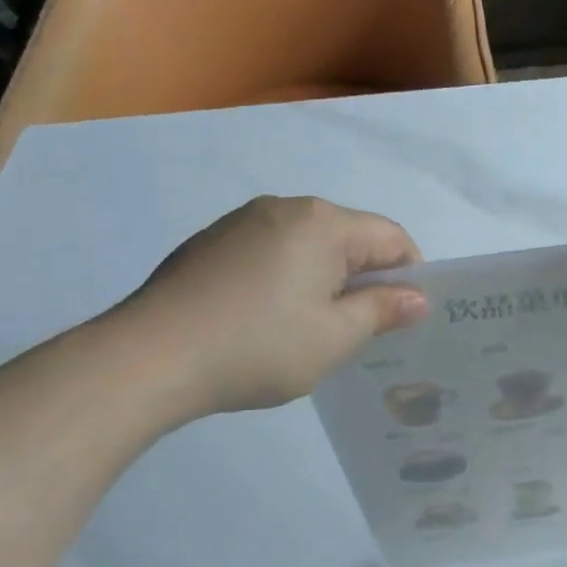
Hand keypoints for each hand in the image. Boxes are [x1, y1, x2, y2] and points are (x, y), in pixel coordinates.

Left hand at [100, 196, 427, 423]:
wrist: (148, 358)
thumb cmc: (258, 346)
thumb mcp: (335, 337)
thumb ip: (382, 310)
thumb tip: (417, 297)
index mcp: (323, 223)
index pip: (392, 237)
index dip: (409, 277)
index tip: (401, 320)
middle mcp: (285, 208)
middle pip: (349, 238)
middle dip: (364, 280)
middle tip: (359, 332)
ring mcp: (242, 221)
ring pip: (308, 246)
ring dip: (324, 281)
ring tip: (308, 331)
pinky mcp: (211, 242)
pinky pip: (270, 253)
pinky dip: (285, 279)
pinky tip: (264, 321)